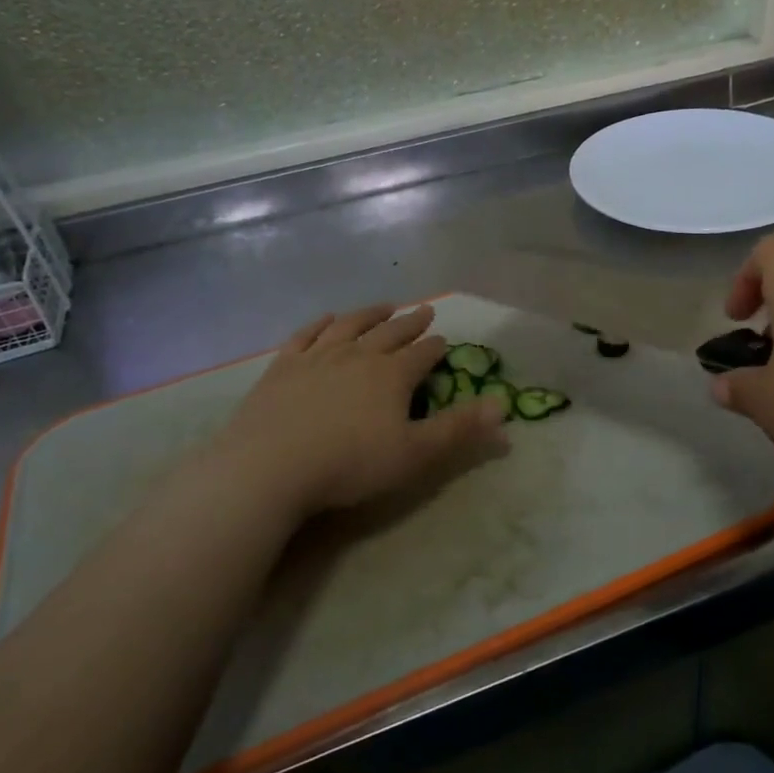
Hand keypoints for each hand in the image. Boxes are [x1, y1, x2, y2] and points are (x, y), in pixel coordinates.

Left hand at [205, 305, 505, 515]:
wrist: (270, 466)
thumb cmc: (350, 464)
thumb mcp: (415, 454)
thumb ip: (460, 429)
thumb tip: (503, 406)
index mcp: (392, 375)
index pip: (422, 354)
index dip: (436, 347)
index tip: (444, 340)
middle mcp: (358, 355)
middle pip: (391, 332)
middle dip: (411, 322)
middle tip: (425, 310)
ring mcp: (318, 356)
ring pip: (351, 325)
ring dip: (371, 313)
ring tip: (385, 306)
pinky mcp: (283, 366)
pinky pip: (306, 335)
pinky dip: (321, 323)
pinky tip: (328, 319)